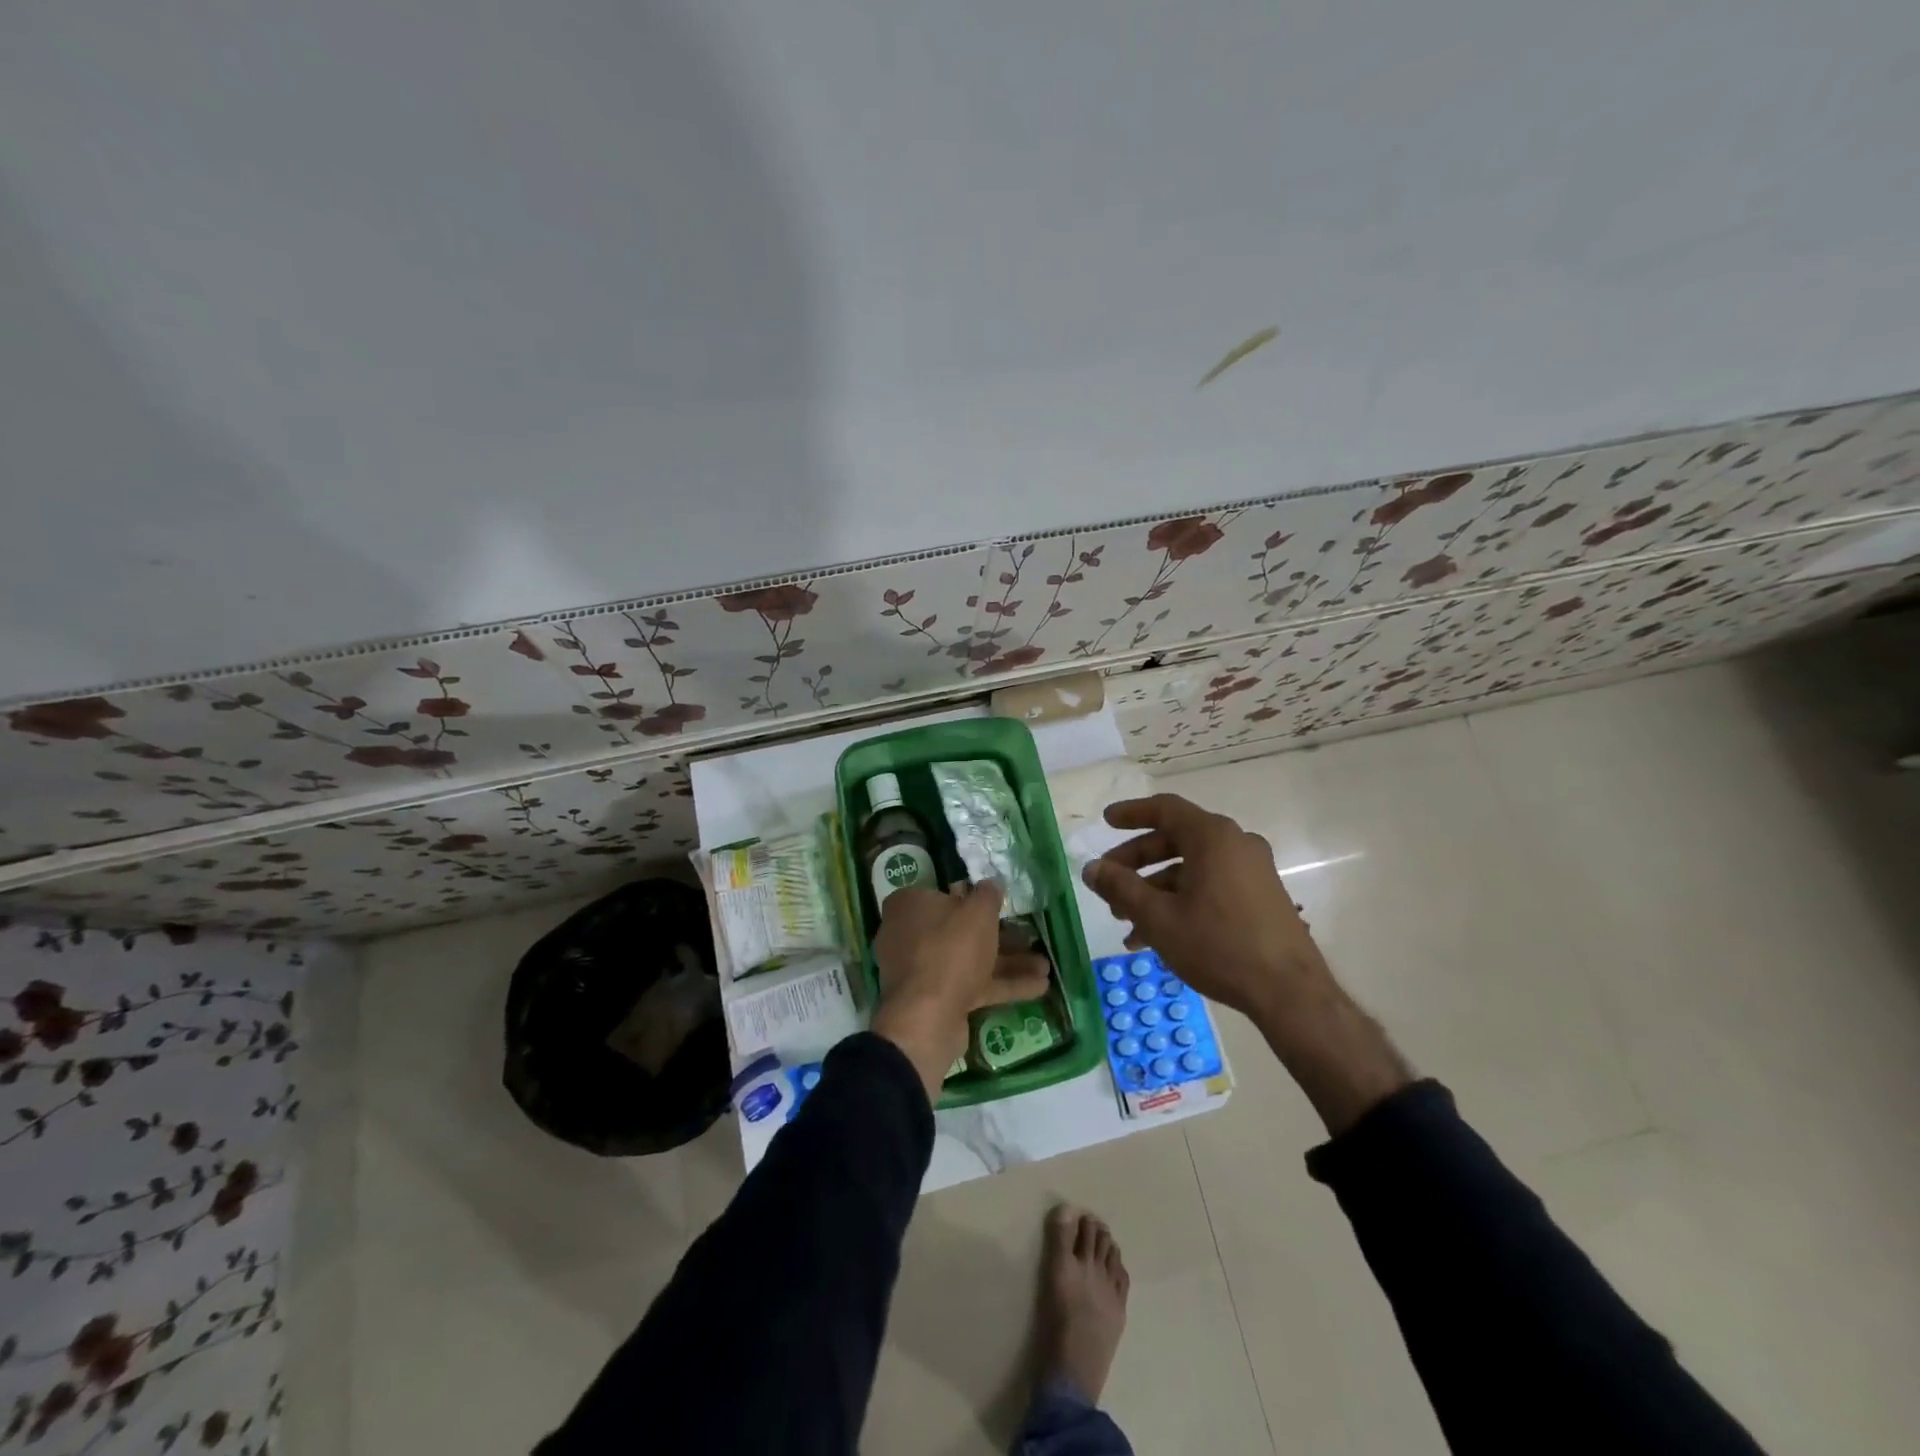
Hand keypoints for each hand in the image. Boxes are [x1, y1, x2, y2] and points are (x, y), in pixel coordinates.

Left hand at [871, 882, 1050, 1100]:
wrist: (927, 1018)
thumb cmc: (950, 949)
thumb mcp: (978, 912)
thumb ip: (988, 894)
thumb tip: (992, 884)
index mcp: (910, 907)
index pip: (940, 894)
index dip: (969, 897)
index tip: (996, 903)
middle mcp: (911, 936)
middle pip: (960, 929)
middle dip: (1000, 935)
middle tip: (1030, 935)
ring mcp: (924, 971)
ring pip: (971, 959)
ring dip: (1009, 962)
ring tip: (1046, 965)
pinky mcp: (938, 999)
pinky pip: (974, 986)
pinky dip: (1004, 984)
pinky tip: (1040, 987)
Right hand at [1082, 793, 1410, 1132]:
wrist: (1290, 993)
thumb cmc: (1218, 945)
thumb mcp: (1158, 917)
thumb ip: (1120, 888)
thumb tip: (1091, 868)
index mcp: (1213, 837)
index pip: (1165, 809)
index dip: (1131, 813)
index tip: (1106, 822)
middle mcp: (1236, 844)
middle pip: (1175, 840)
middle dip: (1136, 862)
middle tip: (1108, 882)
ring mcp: (1252, 870)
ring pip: (1191, 868)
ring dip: (1154, 889)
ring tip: (1125, 924)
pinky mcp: (1261, 896)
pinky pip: (1211, 885)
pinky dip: (1181, 900)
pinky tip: (1156, 937)